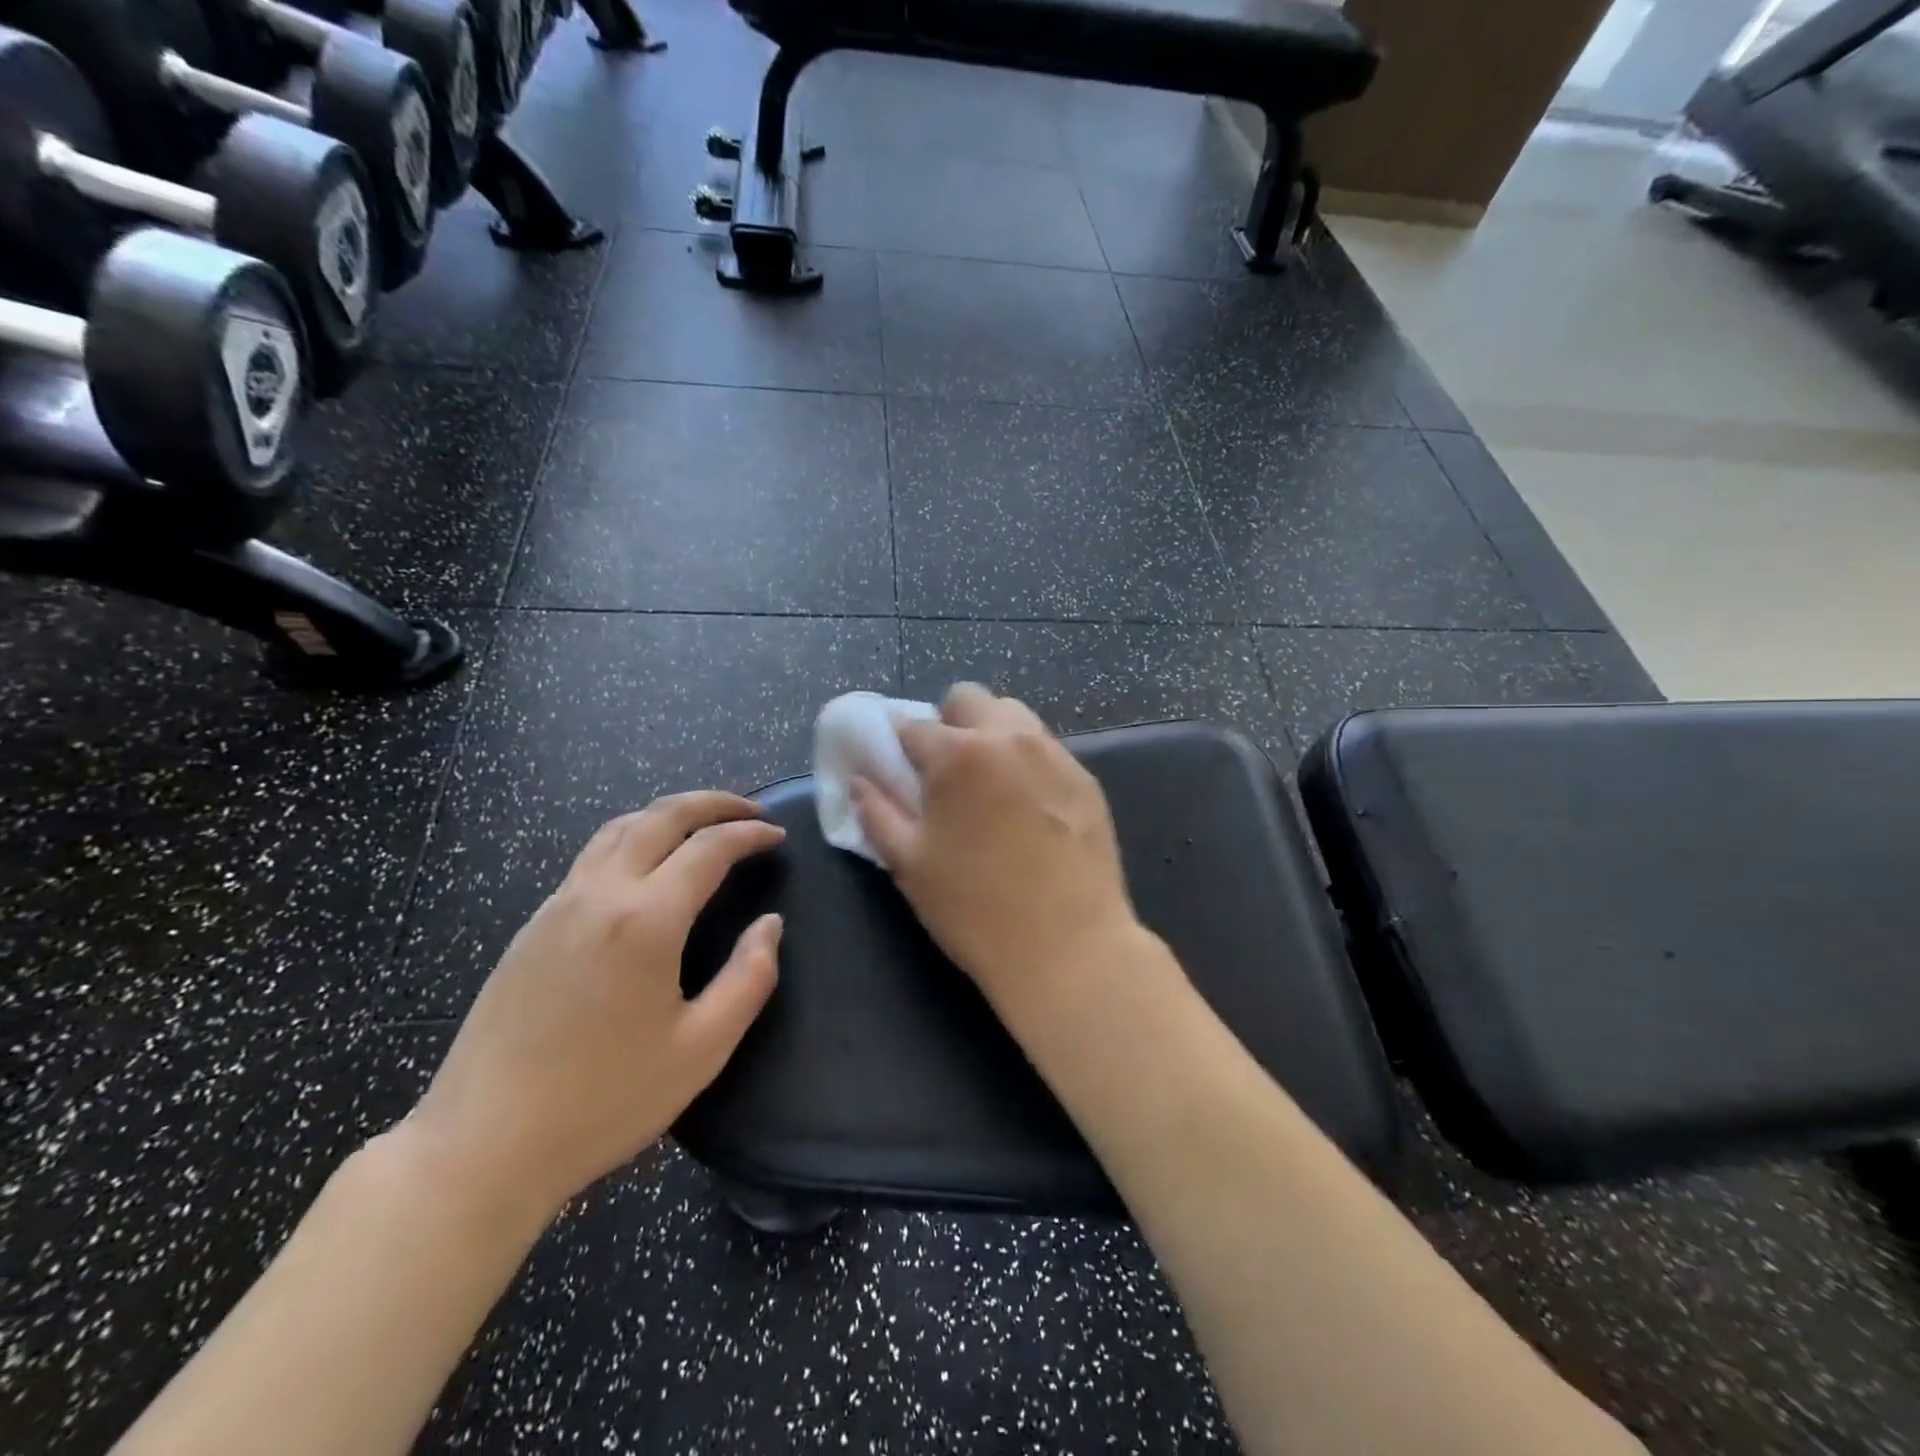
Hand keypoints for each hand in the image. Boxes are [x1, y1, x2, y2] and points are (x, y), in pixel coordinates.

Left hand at [404, 792, 784, 1219]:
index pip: (709, 848)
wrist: (482, 1146)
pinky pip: (592, 856)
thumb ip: (749, 978)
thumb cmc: (604, 1102)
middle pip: (661, 817)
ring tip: (703, 824)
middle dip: (712, 803)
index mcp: (645, 920)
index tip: (777, 836)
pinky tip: (647, 865)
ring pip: (619, 828)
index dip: (749, 834)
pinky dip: (633, 837)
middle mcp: (599, 895)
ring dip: (668, 814)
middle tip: (750, 811)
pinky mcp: (533, 926)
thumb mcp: (701, 1049)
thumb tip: (770, 925)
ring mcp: (558, 906)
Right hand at [849, 683, 1144, 1030]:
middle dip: (949, 722)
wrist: (1068, 948)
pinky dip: (1026, 760)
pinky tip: (1028, 808)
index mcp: (958, 755)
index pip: (914, 725)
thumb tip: (859, 781)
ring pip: (1013, 716)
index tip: (900, 768)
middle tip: (946, 771)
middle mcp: (1009, 737)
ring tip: (989, 785)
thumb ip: (877, 813)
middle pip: (969, 699)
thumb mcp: (910, 865)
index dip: (900, 746)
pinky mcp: (1085, 778)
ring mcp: (1054, 755)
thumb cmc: (975, 910)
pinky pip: (1046, 749)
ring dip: (991, 734)